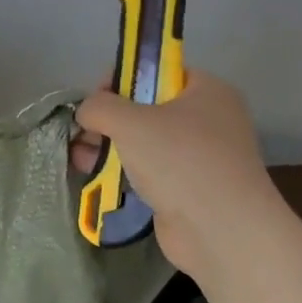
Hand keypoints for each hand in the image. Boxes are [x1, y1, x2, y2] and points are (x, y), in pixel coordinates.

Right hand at [71, 70, 283, 277]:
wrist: (222, 231)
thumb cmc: (180, 161)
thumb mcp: (130, 121)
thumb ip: (99, 106)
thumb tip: (86, 111)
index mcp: (206, 91)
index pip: (157, 71)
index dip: (121, 79)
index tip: (95, 100)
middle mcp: (208, 119)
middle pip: (146, 107)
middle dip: (109, 119)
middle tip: (82, 133)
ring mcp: (200, 156)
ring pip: (144, 141)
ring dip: (109, 146)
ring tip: (79, 158)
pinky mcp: (189, 188)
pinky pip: (149, 170)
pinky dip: (123, 172)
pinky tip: (94, 176)